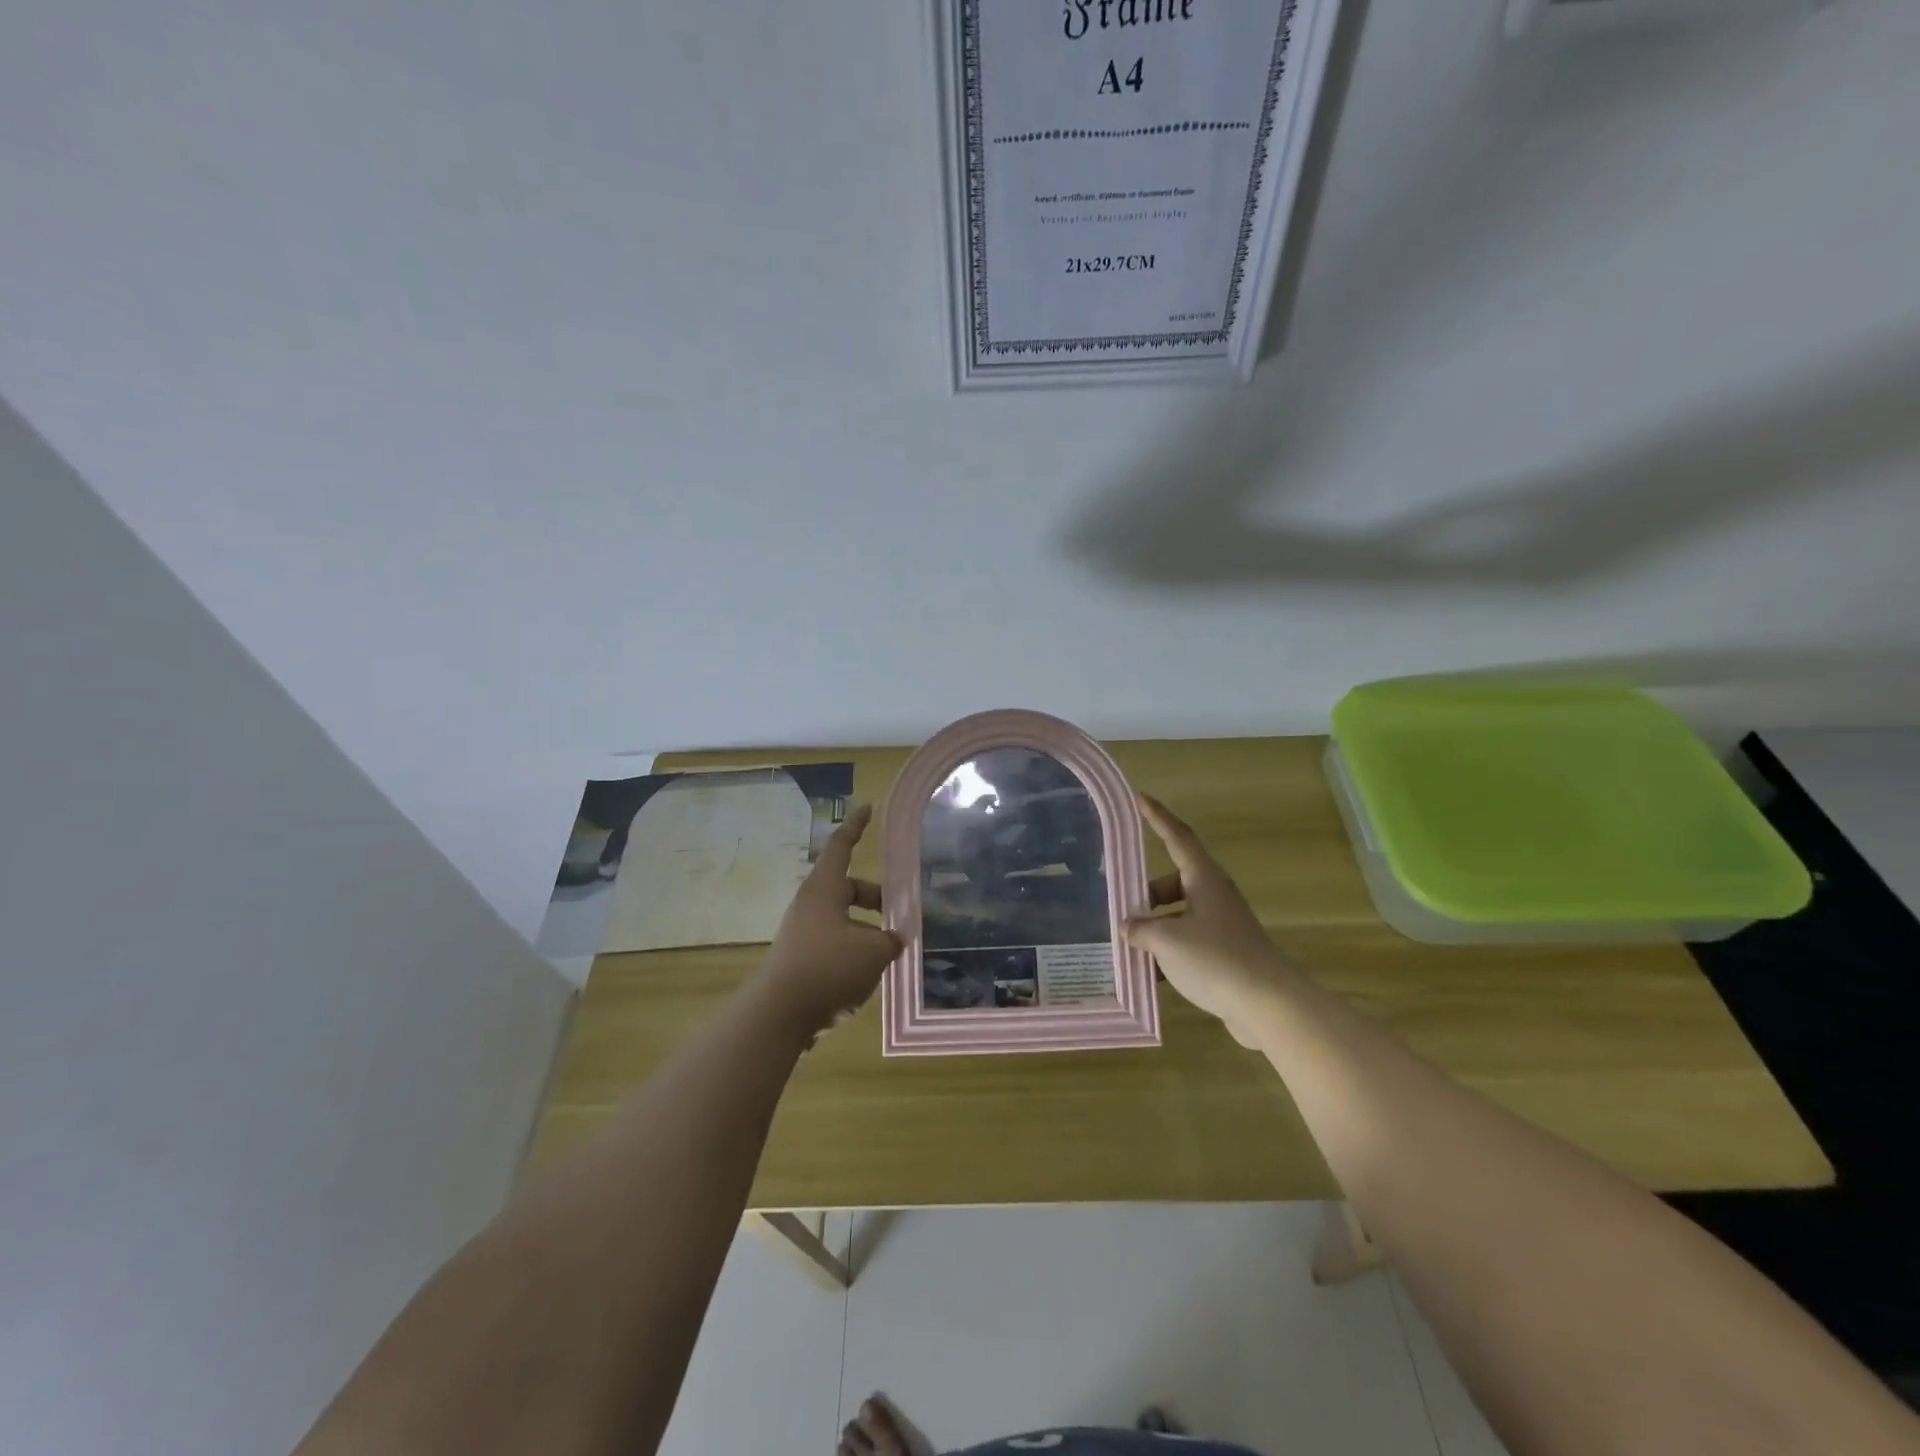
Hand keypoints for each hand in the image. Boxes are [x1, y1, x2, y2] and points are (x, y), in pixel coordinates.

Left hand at [753, 805, 901, 1038]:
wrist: (780, 1014)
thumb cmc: (829, 967)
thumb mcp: (874, 951)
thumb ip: (891, 940)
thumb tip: (894, 939)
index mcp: (824, 889)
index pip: (841, 846)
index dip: (856, 827)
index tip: (867, 808)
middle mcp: (810, 905)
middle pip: (847, 888)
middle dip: (875, 897)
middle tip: (899, 914)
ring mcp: (802, 932)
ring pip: (842, 919)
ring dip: (866, 928)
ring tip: (889, 951)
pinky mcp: (799, 959)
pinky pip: (833, 942)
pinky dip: (853, 949)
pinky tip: (869, 973)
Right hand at [1124, 794, 1286, 1045]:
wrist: (1270, 1005)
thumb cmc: (1217, 959)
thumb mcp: (1168, 941)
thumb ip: (1142, 929)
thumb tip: (1128, 927)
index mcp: (1204, 880)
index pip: (1177, 837)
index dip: (1157, 816)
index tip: (1139, 798)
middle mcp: (1214, 896)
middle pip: (1173, 882)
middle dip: (1146, 894)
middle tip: (1121, 907)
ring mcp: (1222, 926)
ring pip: (1179, 916)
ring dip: (1155, 928)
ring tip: (1129, 947)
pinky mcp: (1226, 954)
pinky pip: (1189, 943)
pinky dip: (1169, 954)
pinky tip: (1150, 976)